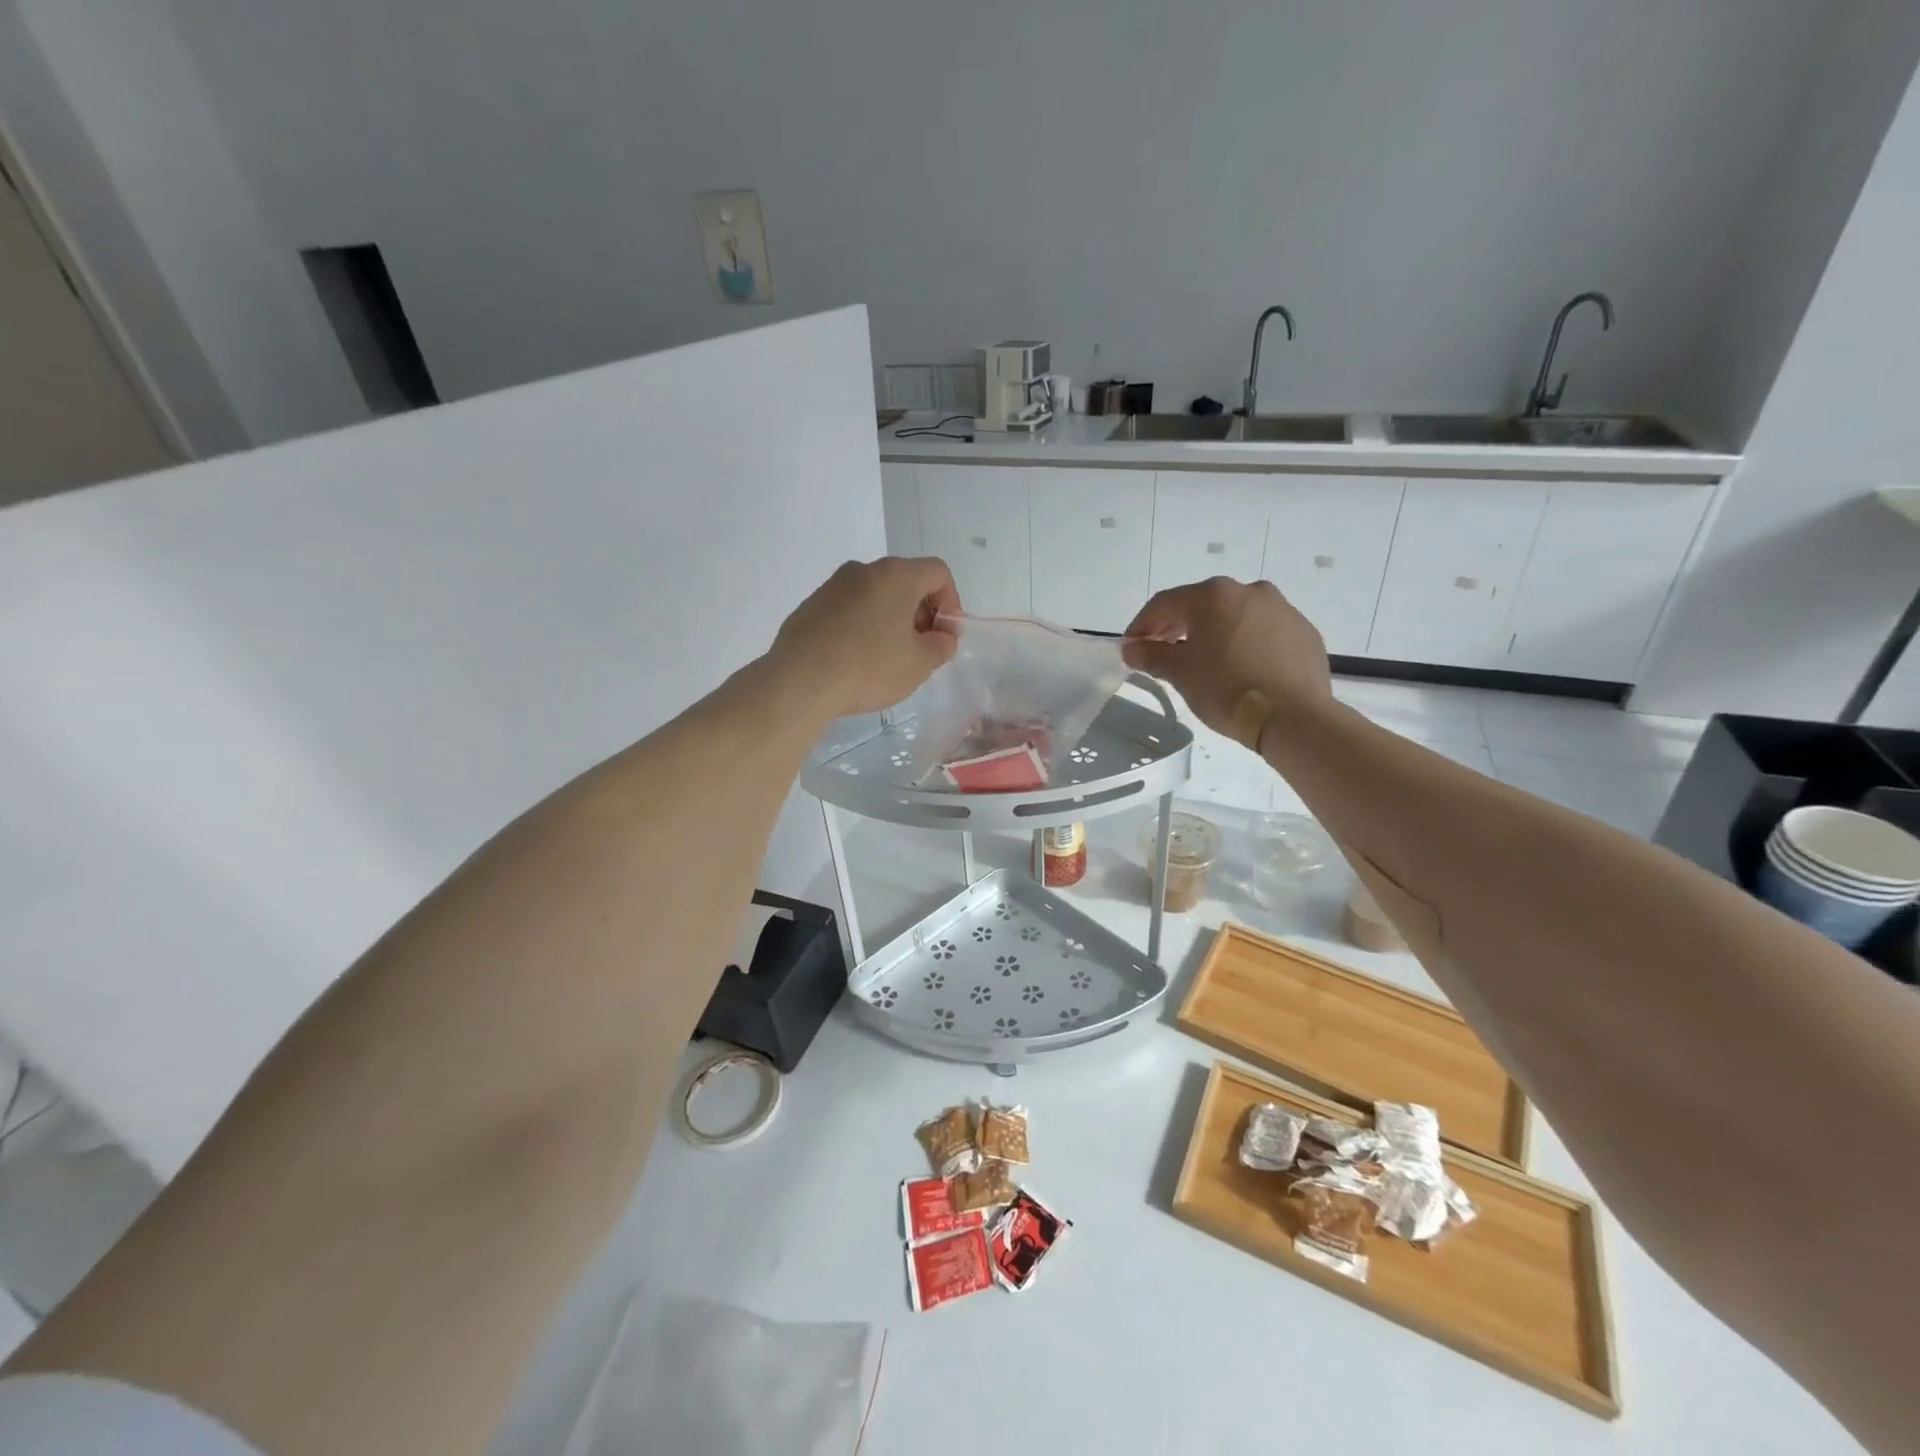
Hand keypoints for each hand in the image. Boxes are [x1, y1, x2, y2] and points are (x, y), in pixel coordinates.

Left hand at [769, 557, 961, 716]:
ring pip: (874, 595)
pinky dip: (861, 627)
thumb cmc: (870, 667)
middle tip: (921, 648)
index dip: (951, 602)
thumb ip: (941, 645)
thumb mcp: (920, 663)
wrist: (801, 681)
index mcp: (895, 575)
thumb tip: (943, 637)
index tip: (945, 635)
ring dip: (890, 619)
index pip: (937, 572)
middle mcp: (862, 570)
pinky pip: (848, 610)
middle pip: (904, 581)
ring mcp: (832, 586)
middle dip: (920, 612)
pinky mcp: (810, 607)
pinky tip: (856, 660)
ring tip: (888, 657)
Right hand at [1122, 577, 1331, 748]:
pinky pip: (1263, 631)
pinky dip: (1245, 642)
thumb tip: (1132, 649)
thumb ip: (1153, 656)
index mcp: (1213, 596)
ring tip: (1203, 661)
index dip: (1142, 625)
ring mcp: (1281, 608)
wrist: (1293, 717)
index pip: (1165, 603)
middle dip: (1177, 627)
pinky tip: (1240, 668)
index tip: (1131, 647)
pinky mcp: (1303, 631)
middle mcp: (1249, 591)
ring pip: (1235, 616)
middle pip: (1201, 605)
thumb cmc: (1227, 690)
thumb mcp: (1181, 674)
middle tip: (1162, 652)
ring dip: (1213, 633)